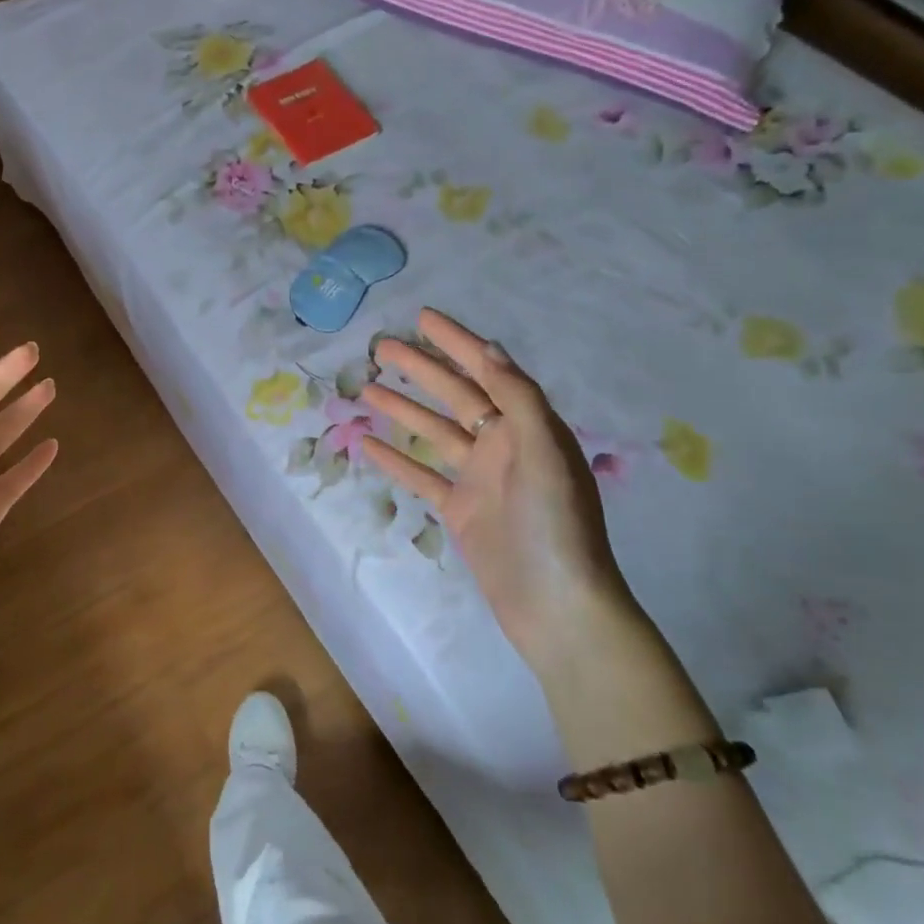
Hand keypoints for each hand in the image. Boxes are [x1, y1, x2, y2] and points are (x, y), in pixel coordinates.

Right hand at [361, 309, 640, 674]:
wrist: (557, 606)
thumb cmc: (556, 524)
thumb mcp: (544, 451)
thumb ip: (518, 397)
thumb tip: (489, 347)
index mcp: (528, 425)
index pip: (487, 370)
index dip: (456, 341)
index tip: (423, 317)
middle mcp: (503, 445)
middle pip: (455, 395)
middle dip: (420, 369)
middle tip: (381, 347)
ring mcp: (479, 479)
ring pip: (434, 431)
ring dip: (403, 409)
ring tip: (366, 388)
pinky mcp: (460, 511)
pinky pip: (422, 476)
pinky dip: (397, 459)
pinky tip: (367, 444)